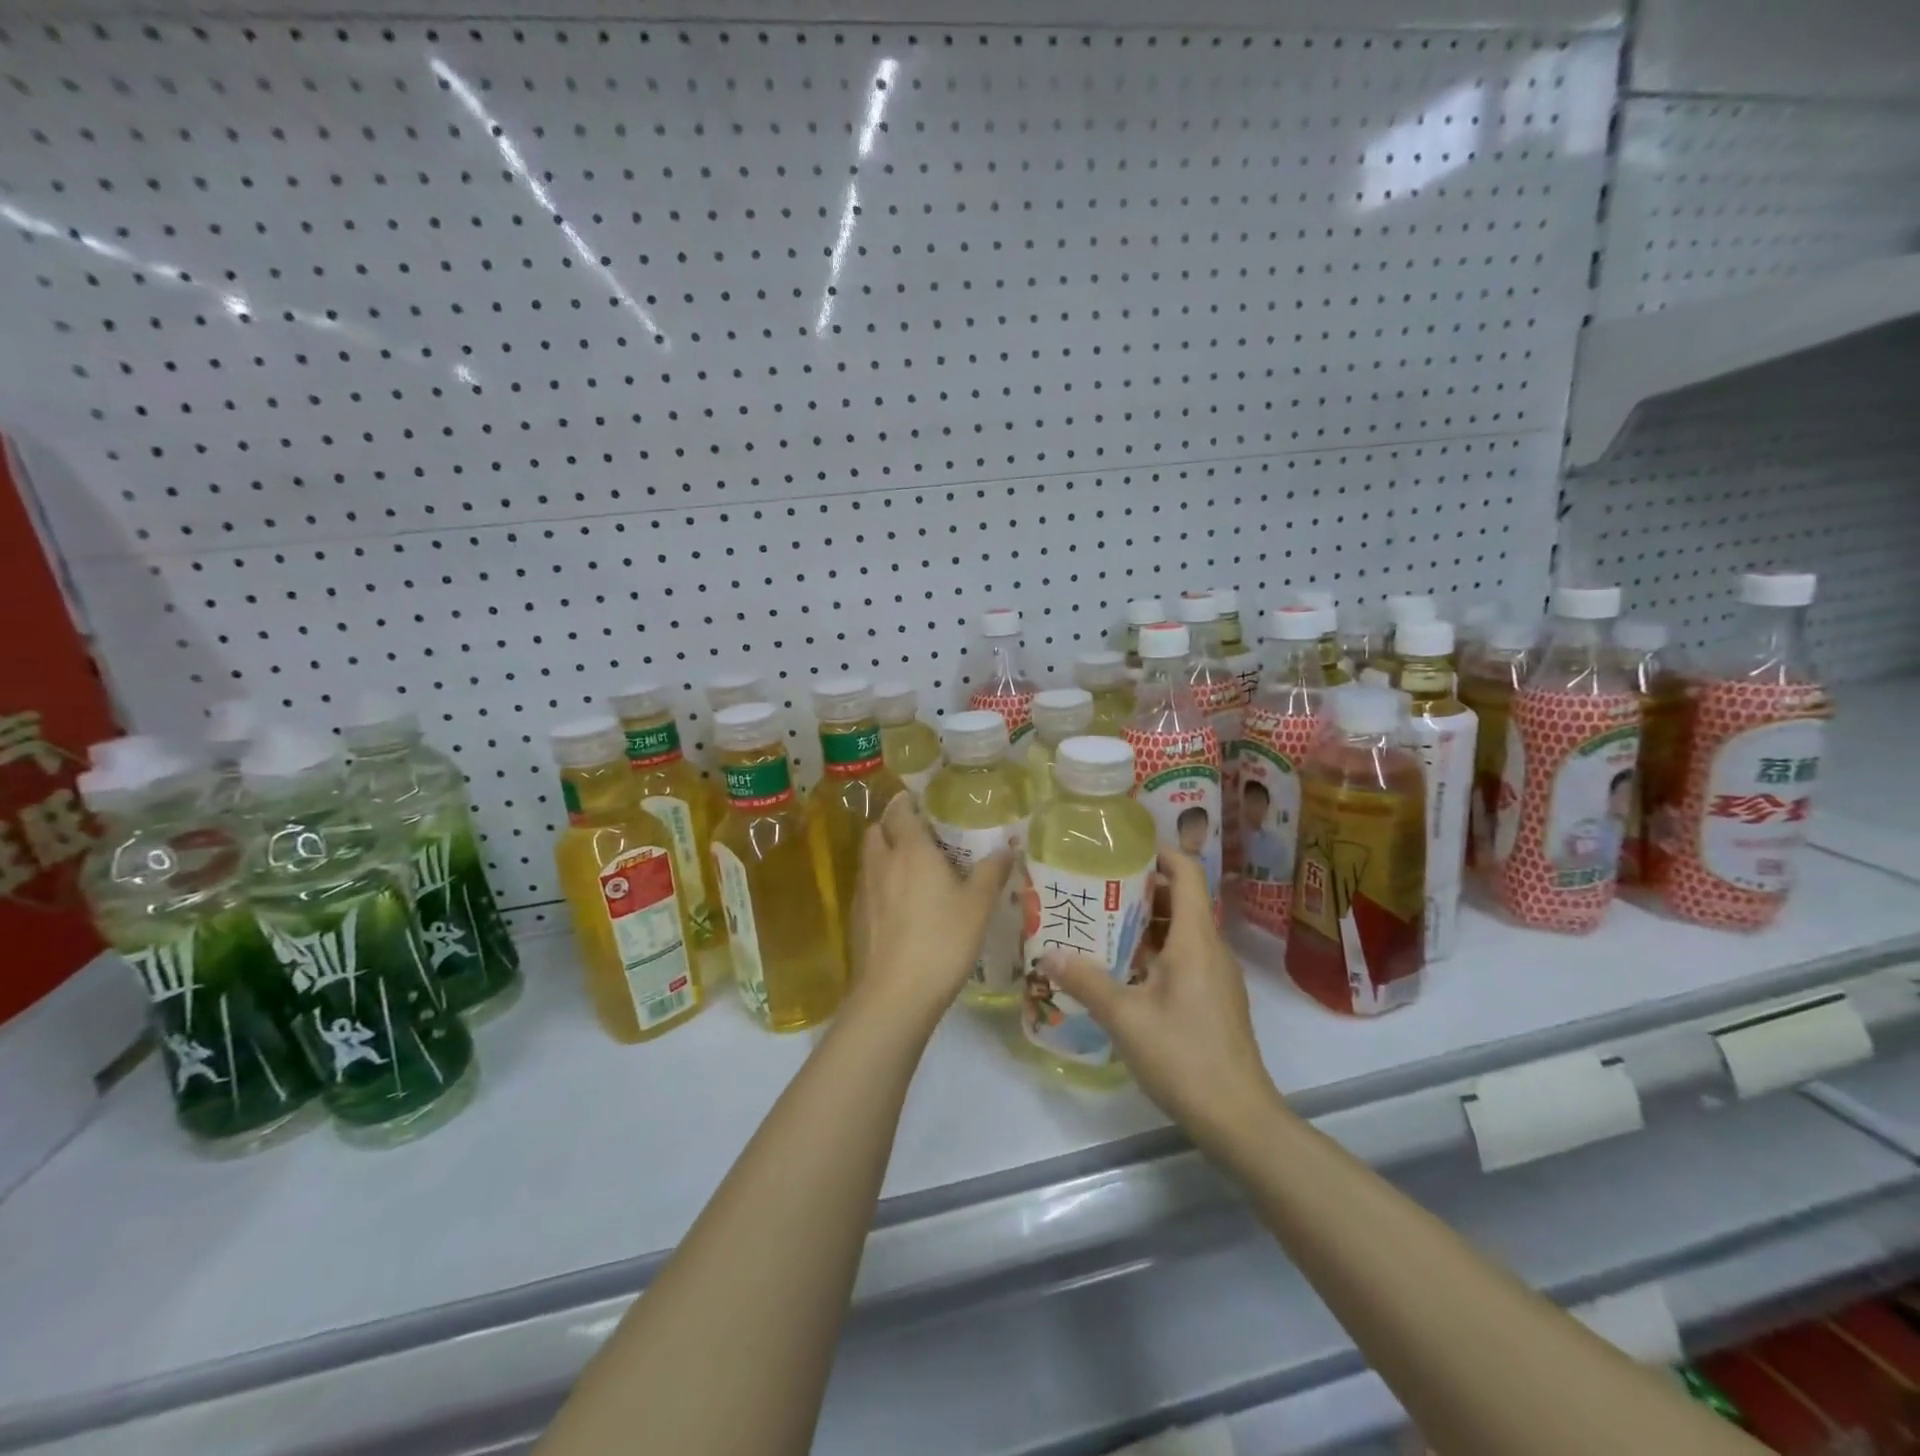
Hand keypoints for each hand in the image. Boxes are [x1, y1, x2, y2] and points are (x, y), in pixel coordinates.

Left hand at [847, 793, 1012, 1033]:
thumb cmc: (942, 941)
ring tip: (910, 868)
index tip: (922, 802)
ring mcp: (863, 890)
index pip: (900, 810)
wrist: (895, 994)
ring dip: (884, 854)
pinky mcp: (856, 917)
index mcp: (911, 850)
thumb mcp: (978, 906)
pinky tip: (899, 904)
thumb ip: (991, 873)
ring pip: (869, 858)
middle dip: (893, 826)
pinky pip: (866, 886)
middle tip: (919, 835)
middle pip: (877, 829)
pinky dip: (879, 883)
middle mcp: (881, 862)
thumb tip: (1006, 848)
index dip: (908, 802)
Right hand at [1044, 848, 1278, 1143]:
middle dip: (1140, 886)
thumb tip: (1049, 953)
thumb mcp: (1125, 1017)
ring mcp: (1217, 975)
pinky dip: (1155, 948)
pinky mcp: (1215, 998)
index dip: (1159, 851)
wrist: (1239, 1119)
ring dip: (1146, 920)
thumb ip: (1087, 981)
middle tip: (1096, 884)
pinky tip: (1122, 967)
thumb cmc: (1184, 1056)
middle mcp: (1211, 948)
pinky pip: (1185, 956)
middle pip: (1181, 898)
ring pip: (1181, 929)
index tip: (1122, 845)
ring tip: (1101, 921)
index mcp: (1195, 939)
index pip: (1186, 873)